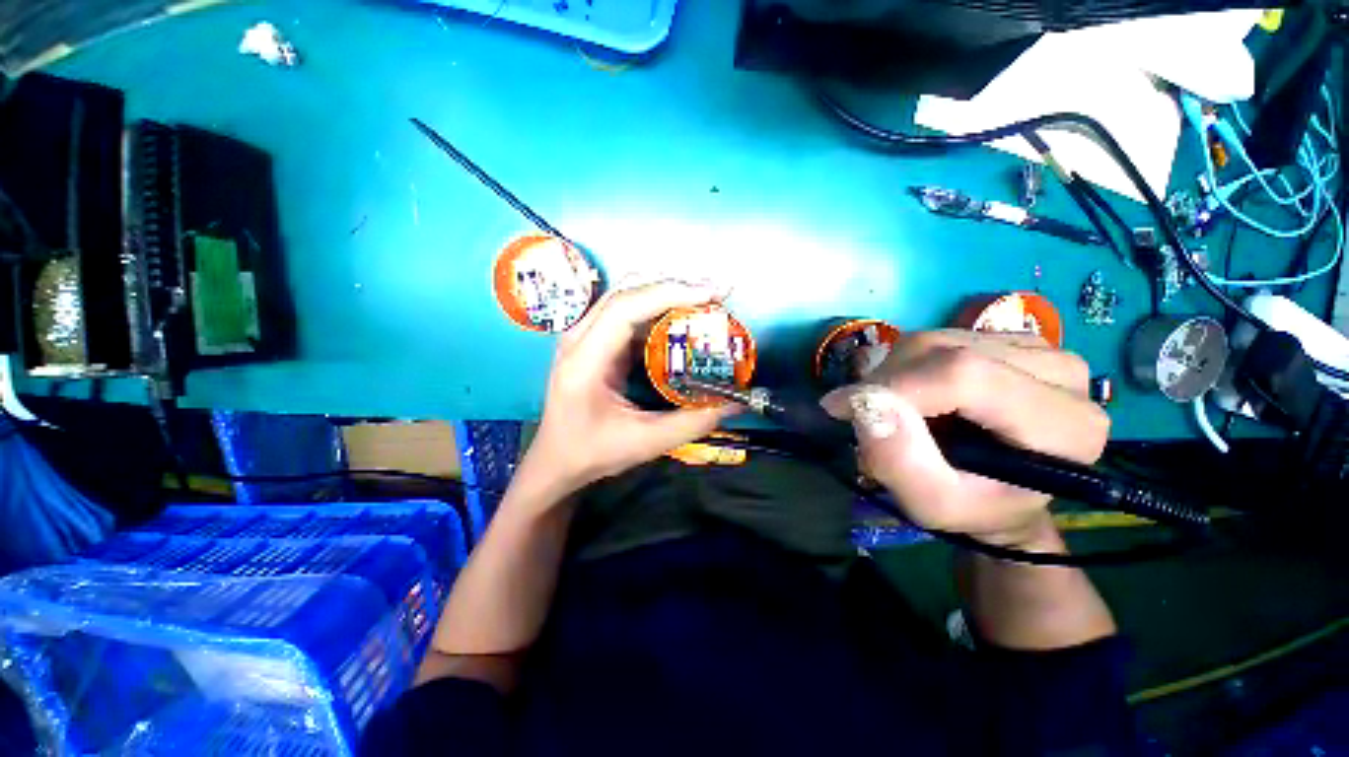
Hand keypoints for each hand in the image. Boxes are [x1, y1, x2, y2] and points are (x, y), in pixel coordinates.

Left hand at [519, 281, 737, 499]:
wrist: (556, 460)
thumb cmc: (592, 452)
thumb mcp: (646, 443)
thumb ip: (693, 422)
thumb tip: (736, 402)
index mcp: (584, 361)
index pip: (624, 309)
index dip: (668, 294)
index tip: (710, 294)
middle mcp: (578, 339)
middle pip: (626, 292)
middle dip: (674, 286)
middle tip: (717, 291)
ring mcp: (584, 336)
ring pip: (627, 296)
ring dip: (667, 293)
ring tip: (707, 299)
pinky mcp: (594, 341)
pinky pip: (628, 312)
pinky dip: (659, 309)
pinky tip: (683, 317)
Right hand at [822, 330, 1109, 548]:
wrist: (1004, 496)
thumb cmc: (975, 509)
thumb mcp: (934, 506)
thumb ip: (901, 463)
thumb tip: (863, 405)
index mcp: (1065, 424)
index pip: (964, 375)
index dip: (892, 387)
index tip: (841, 408)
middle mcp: (1062, 372)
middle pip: (944, 351)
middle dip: (886, 382)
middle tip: (864, 416)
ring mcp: (1038, 347)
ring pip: (935, 339)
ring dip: (892, 374)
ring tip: (890, 410)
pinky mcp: (1009, 339)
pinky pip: (937, 338)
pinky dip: (904, 365)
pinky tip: (911, 393)